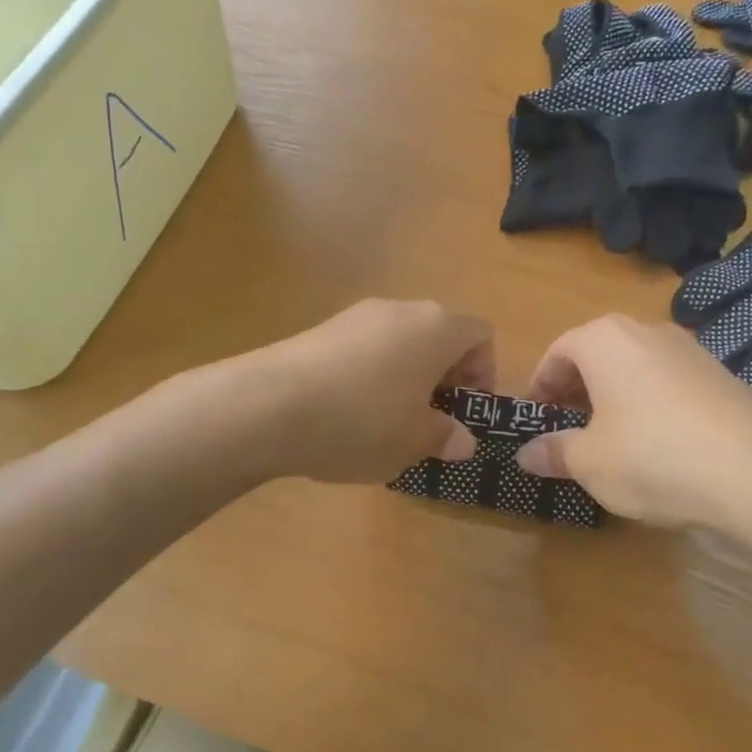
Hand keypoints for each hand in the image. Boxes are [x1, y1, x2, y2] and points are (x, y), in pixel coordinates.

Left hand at [253, 299, 493, 483]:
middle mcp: (400, 309)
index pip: (481, 334)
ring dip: (406, 379)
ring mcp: (356, 316)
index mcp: (437, 327)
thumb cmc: (362, 421)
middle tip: (430, 422)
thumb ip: (446, 437)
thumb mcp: (414, 441)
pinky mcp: (320, 330)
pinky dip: (370, 377)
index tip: (464, 412)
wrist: (267, 406)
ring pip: (400, 343)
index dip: (484, 373)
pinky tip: (347, 416)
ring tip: (387, 425)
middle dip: (443, 378)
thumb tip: (461, 440)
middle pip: (440, 335)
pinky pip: (364, 350)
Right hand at [514, 314, 751, 528]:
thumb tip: (526, 453)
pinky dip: (648, 404)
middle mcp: (647, 332)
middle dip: (575, 389)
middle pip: (596, 354)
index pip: (558, 351)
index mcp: (605, 340)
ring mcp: (690, 351)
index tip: (535, 418)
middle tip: (565, 428)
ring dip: (612, 396)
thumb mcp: (589, 462)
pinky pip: (667, 383)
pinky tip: (656, 445)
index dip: (539, 385)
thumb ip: (553, 452)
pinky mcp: (721, 376)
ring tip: (608, 438)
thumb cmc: (652, 457)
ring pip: (633, 367)